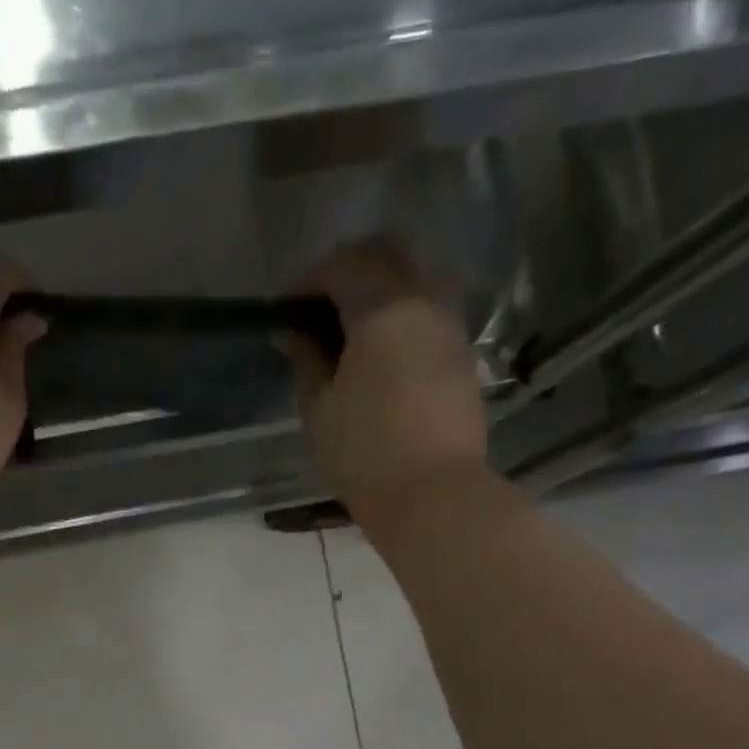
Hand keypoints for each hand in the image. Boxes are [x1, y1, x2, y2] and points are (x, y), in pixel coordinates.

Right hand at [279, 237, 488, 527]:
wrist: (432, 494)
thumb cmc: (363, 453)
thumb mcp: (319, 408)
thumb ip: (306, 361)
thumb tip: (292, 334)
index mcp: (383, 310)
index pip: (344, 266)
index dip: (310, 279)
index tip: (287, 305)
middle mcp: (424, 303)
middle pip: (390, 255)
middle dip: (350, 268)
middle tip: (320, 305)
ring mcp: (450, 328)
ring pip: (418, 278)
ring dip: (382, 288)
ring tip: (351, 329)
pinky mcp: (462, 356)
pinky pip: (431, 311)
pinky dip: (403, 314)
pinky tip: (380, 351)